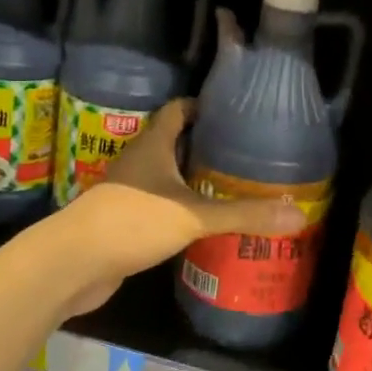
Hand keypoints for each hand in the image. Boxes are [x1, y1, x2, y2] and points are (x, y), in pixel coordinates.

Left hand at [51, 99, 305, 316]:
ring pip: (165, 177)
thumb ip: (243, 215)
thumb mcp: (193, 216)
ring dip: (192, 180)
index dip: (201, 107)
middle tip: (243, 154)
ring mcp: (128, 192)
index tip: (232, 113)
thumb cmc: (131, 222)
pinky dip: (179, 209)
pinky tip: (202, 224)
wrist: (74, 263)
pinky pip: (158, 207)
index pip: (176, 111)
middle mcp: (138, 163)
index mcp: (151, 146)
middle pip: (173, 143)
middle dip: (204, 146)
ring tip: (230, 187)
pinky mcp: (124, 221)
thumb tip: (298, 214)